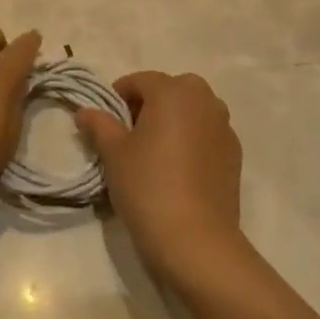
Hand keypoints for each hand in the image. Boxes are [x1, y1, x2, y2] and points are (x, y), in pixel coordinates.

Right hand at [75, 70, 243, 273]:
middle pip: (171, 90)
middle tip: (129, 135)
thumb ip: (99, 125)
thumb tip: (84, 111)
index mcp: (174, 91)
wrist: (195, 238)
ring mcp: (225, 127)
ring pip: (193, 111)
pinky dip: (191, 140)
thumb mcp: (114, 154)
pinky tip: (177, 170)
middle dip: (149, 104)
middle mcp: (205, 100)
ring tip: (154, 152)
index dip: (118, 97)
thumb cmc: (147, 186)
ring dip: (173, 121)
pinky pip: (207, 134)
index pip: (140, 80)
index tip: (105, 122)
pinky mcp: (235, 154)